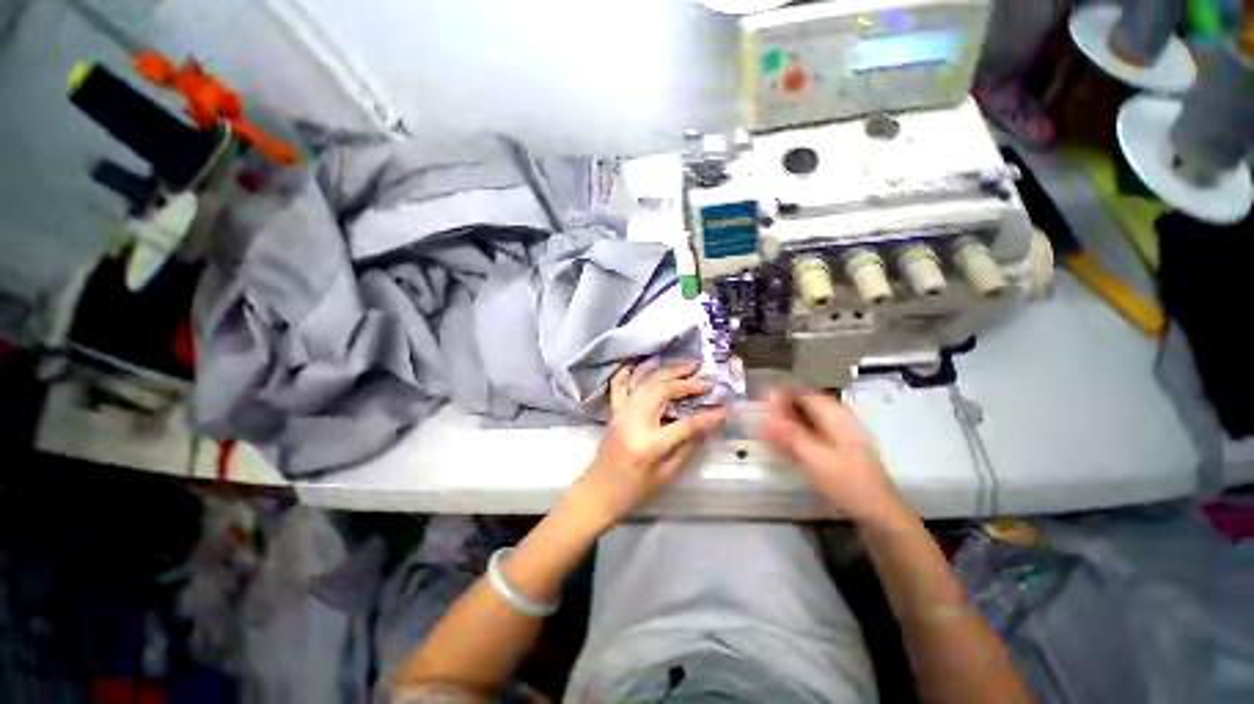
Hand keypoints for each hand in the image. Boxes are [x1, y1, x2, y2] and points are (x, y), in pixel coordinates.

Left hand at [570, 361, 726, 526]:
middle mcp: (634, 422)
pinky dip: (628, 372)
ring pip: (647, 383)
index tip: (723, 408)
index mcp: (650, 444)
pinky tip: (637, 362)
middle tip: (704, 378)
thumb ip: (686, 448)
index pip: (684, 424)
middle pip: (662, 392)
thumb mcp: (666, 475)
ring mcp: (622, 413)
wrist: (597, 492)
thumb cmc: (633, 490)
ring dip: (668, 372)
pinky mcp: (614, 412)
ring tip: (687, 366)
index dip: (706, 416)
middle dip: (685, 382)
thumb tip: (703, 425)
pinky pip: (620, 386)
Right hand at [758, 387, 903, 525]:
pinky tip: (782, 445)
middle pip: (802, 403)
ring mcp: (837, 432)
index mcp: (834, 414)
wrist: (878, 513)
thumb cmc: (847, 483)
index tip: (758, 405)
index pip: (801, 392)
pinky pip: (809, 431)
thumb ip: (789, 435)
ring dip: (785, 422)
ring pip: (804, 417)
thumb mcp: (814, 459)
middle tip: (758, 420)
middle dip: (779, 408)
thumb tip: (764, 417)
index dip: (778, 395)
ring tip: (765, 432)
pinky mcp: (835, 447)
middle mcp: (836, 418)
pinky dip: (794, 434)